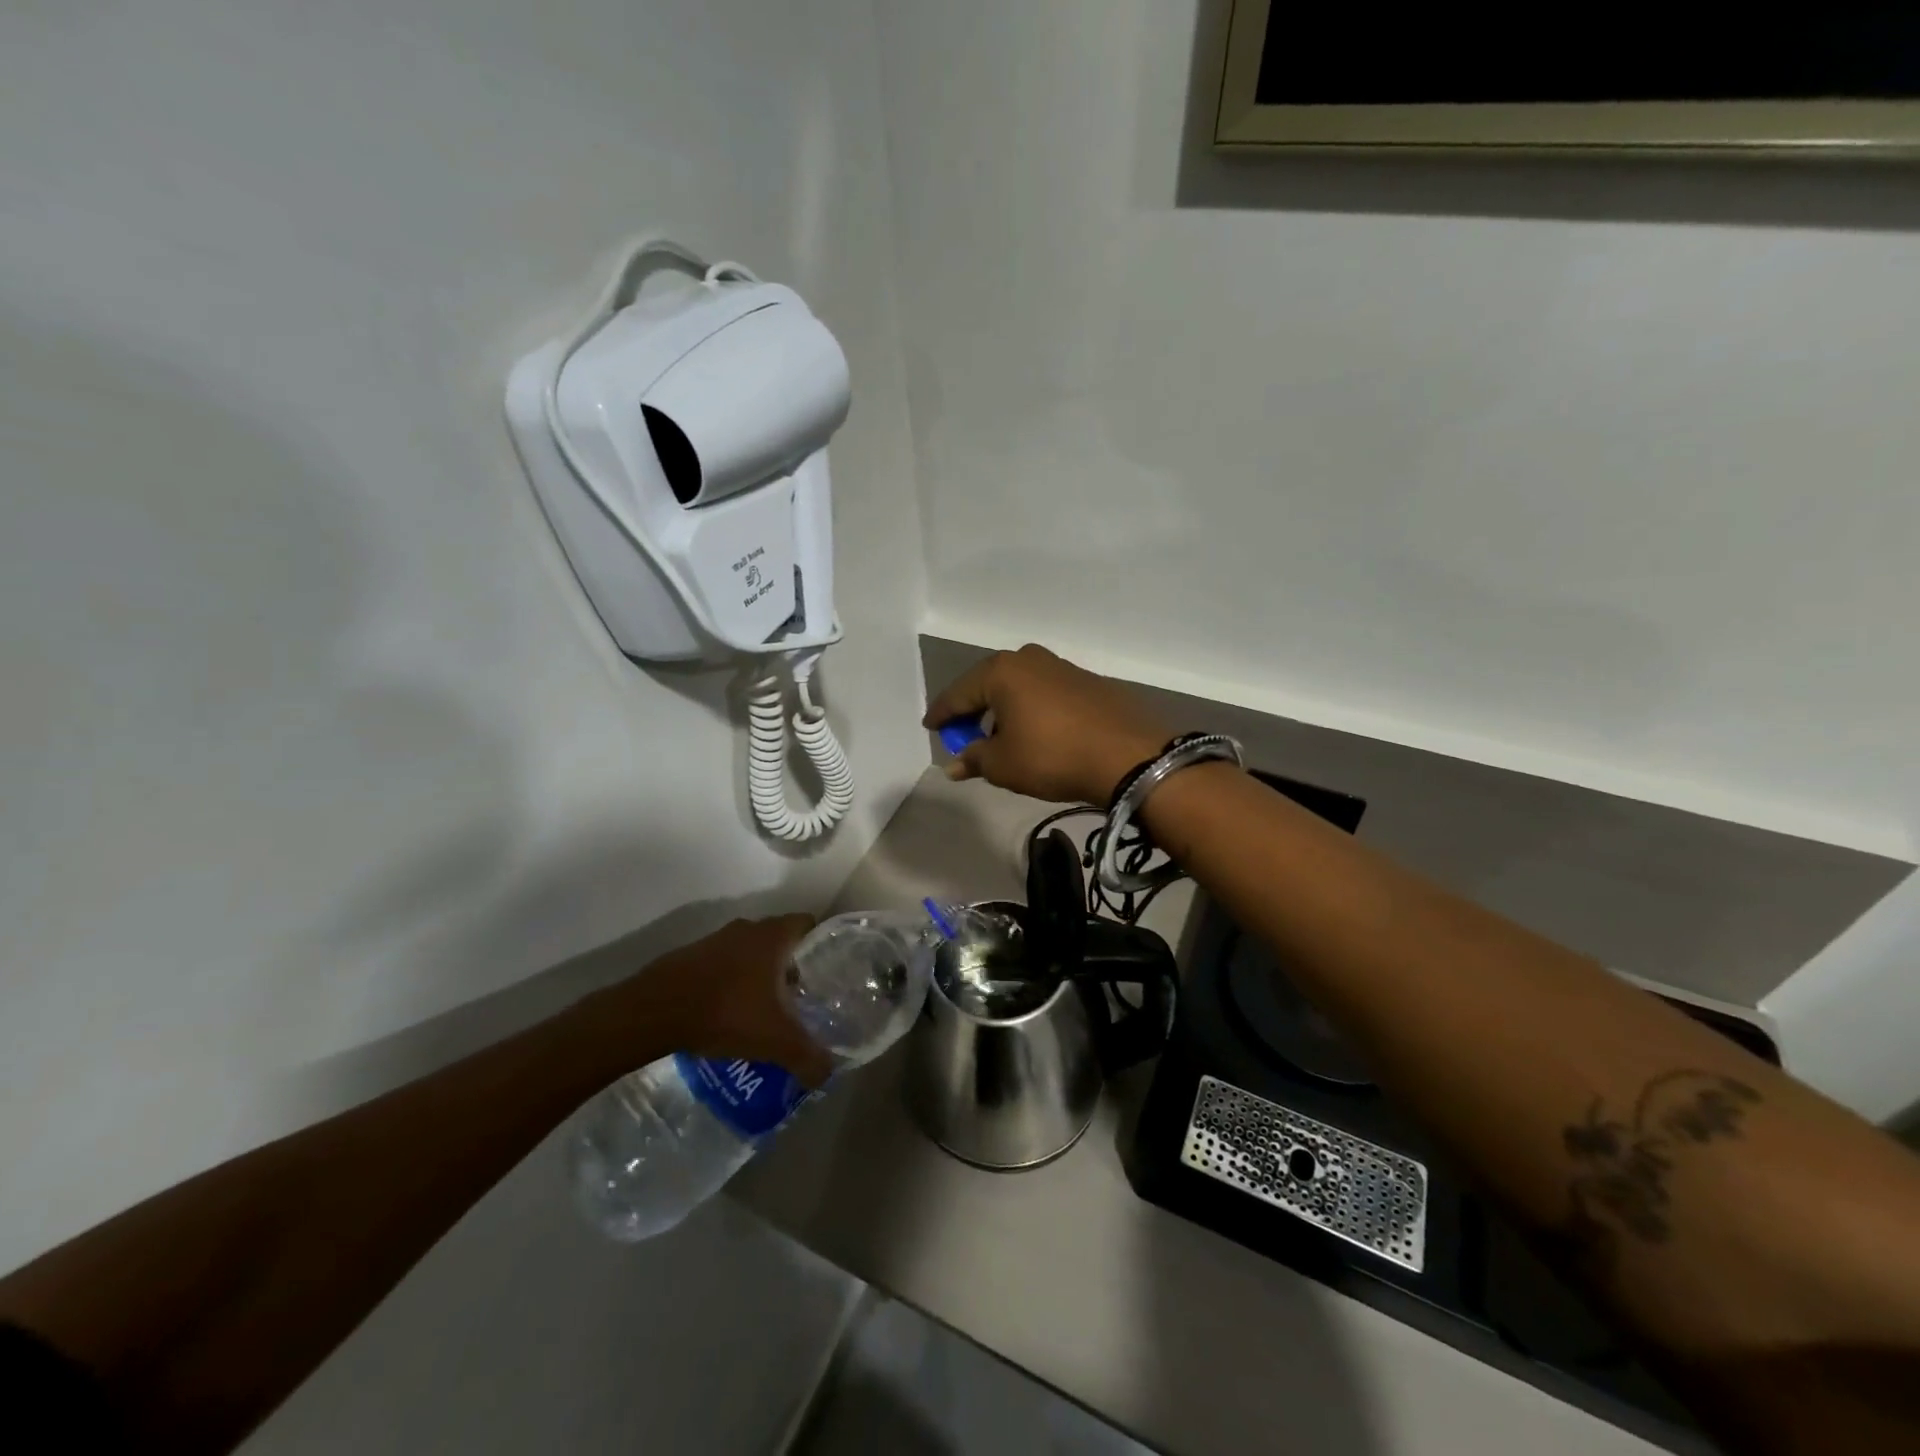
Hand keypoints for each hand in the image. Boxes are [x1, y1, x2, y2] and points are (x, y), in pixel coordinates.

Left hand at [602, 916, 832, 1085]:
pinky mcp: (690, 955)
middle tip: (799, 996)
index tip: (825, 971)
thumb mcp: (775, 1041)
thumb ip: (807, 1056)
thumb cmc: (726, 1013)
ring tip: (764, 1008)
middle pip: (779, 939)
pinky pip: (722, 963)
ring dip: (758, 973)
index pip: (807, 924)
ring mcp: (715, 940)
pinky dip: (730, 981)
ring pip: (749, 951)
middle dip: (790, 964)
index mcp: (772, 936)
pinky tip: (729, 1012)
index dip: (820, 944)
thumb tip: (828, 1072)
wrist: (653, 1012)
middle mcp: (746, 929)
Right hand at [922, 644, 1169, 804]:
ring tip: (1003, 740)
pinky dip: (1032, 711)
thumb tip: (954, 765)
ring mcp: (1062, 667)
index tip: (930, 727)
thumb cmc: (1052, 756)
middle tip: (964, 735)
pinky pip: (1045, 694)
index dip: (942, 714)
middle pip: (989, 685)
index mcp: (1002, 671)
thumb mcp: (1004, 764)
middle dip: (975, 711)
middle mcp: (1030, 659)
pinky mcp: (1088, 682)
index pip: (958, 693)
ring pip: (1019, 689)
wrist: (1129, 756)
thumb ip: (974, 759)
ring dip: (1005, 711)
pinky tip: (1037, 734)